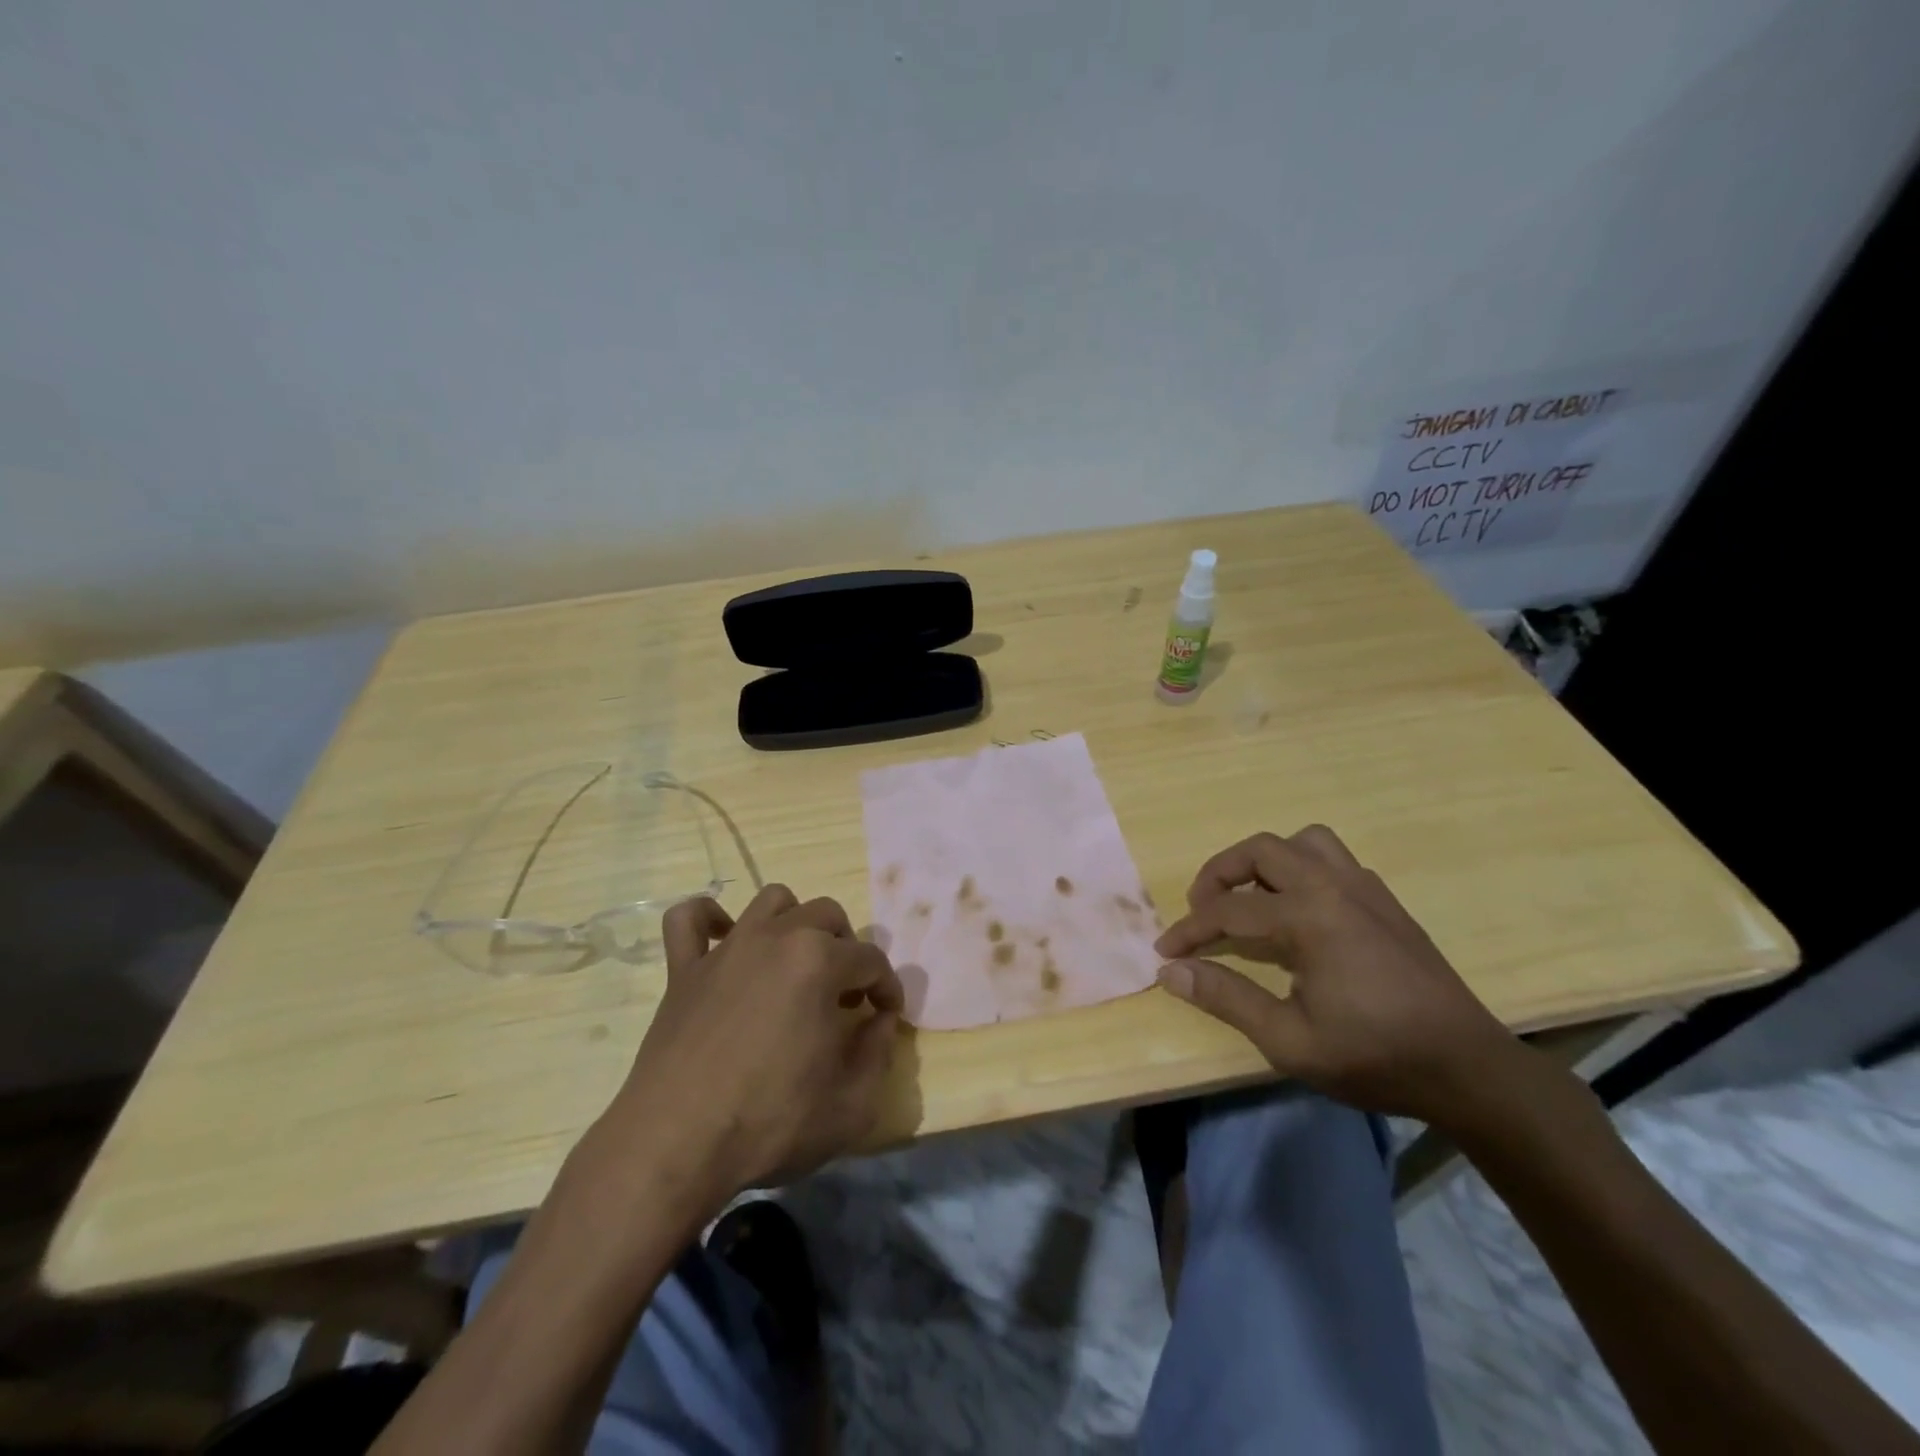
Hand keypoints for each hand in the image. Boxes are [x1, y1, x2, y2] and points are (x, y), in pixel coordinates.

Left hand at [606, 885, 903, 1202]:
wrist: (676, 1145)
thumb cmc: (770, 1123)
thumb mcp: (852, 1104)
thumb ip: (878, 1053)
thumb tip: (880, 1021)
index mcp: (820, 962)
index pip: (871, 960)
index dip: (888, 987)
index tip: (887, 1015)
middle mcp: (775, 938)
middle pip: (828, 916)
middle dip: (847, 949)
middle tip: (845, 994)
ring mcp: (726, 948)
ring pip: (772, 901)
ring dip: (795, 922)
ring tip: (797, 963)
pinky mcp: (683, 968)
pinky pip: (690, 918)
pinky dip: (710, 919)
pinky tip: (724, 941)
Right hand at [1155, 826, 1524, 1129]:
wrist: (1469, 1070)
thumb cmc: (1375, 1058)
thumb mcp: (1289, 1040)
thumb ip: (1226, 998)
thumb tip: (1171, 971)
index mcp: (1310, 917)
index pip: (1228, 910)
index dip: (1189, 930)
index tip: (1164, 951)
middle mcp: (1335, 886)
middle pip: (1261, 850)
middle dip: (1219, 874)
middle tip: (1201, 909)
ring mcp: (1365, 888)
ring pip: (1302, 842)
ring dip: (1266, 861)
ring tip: (1251, 898)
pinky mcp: (1385, 901)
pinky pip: (1332, 859)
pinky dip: (1301, 869)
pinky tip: (1300, 912)